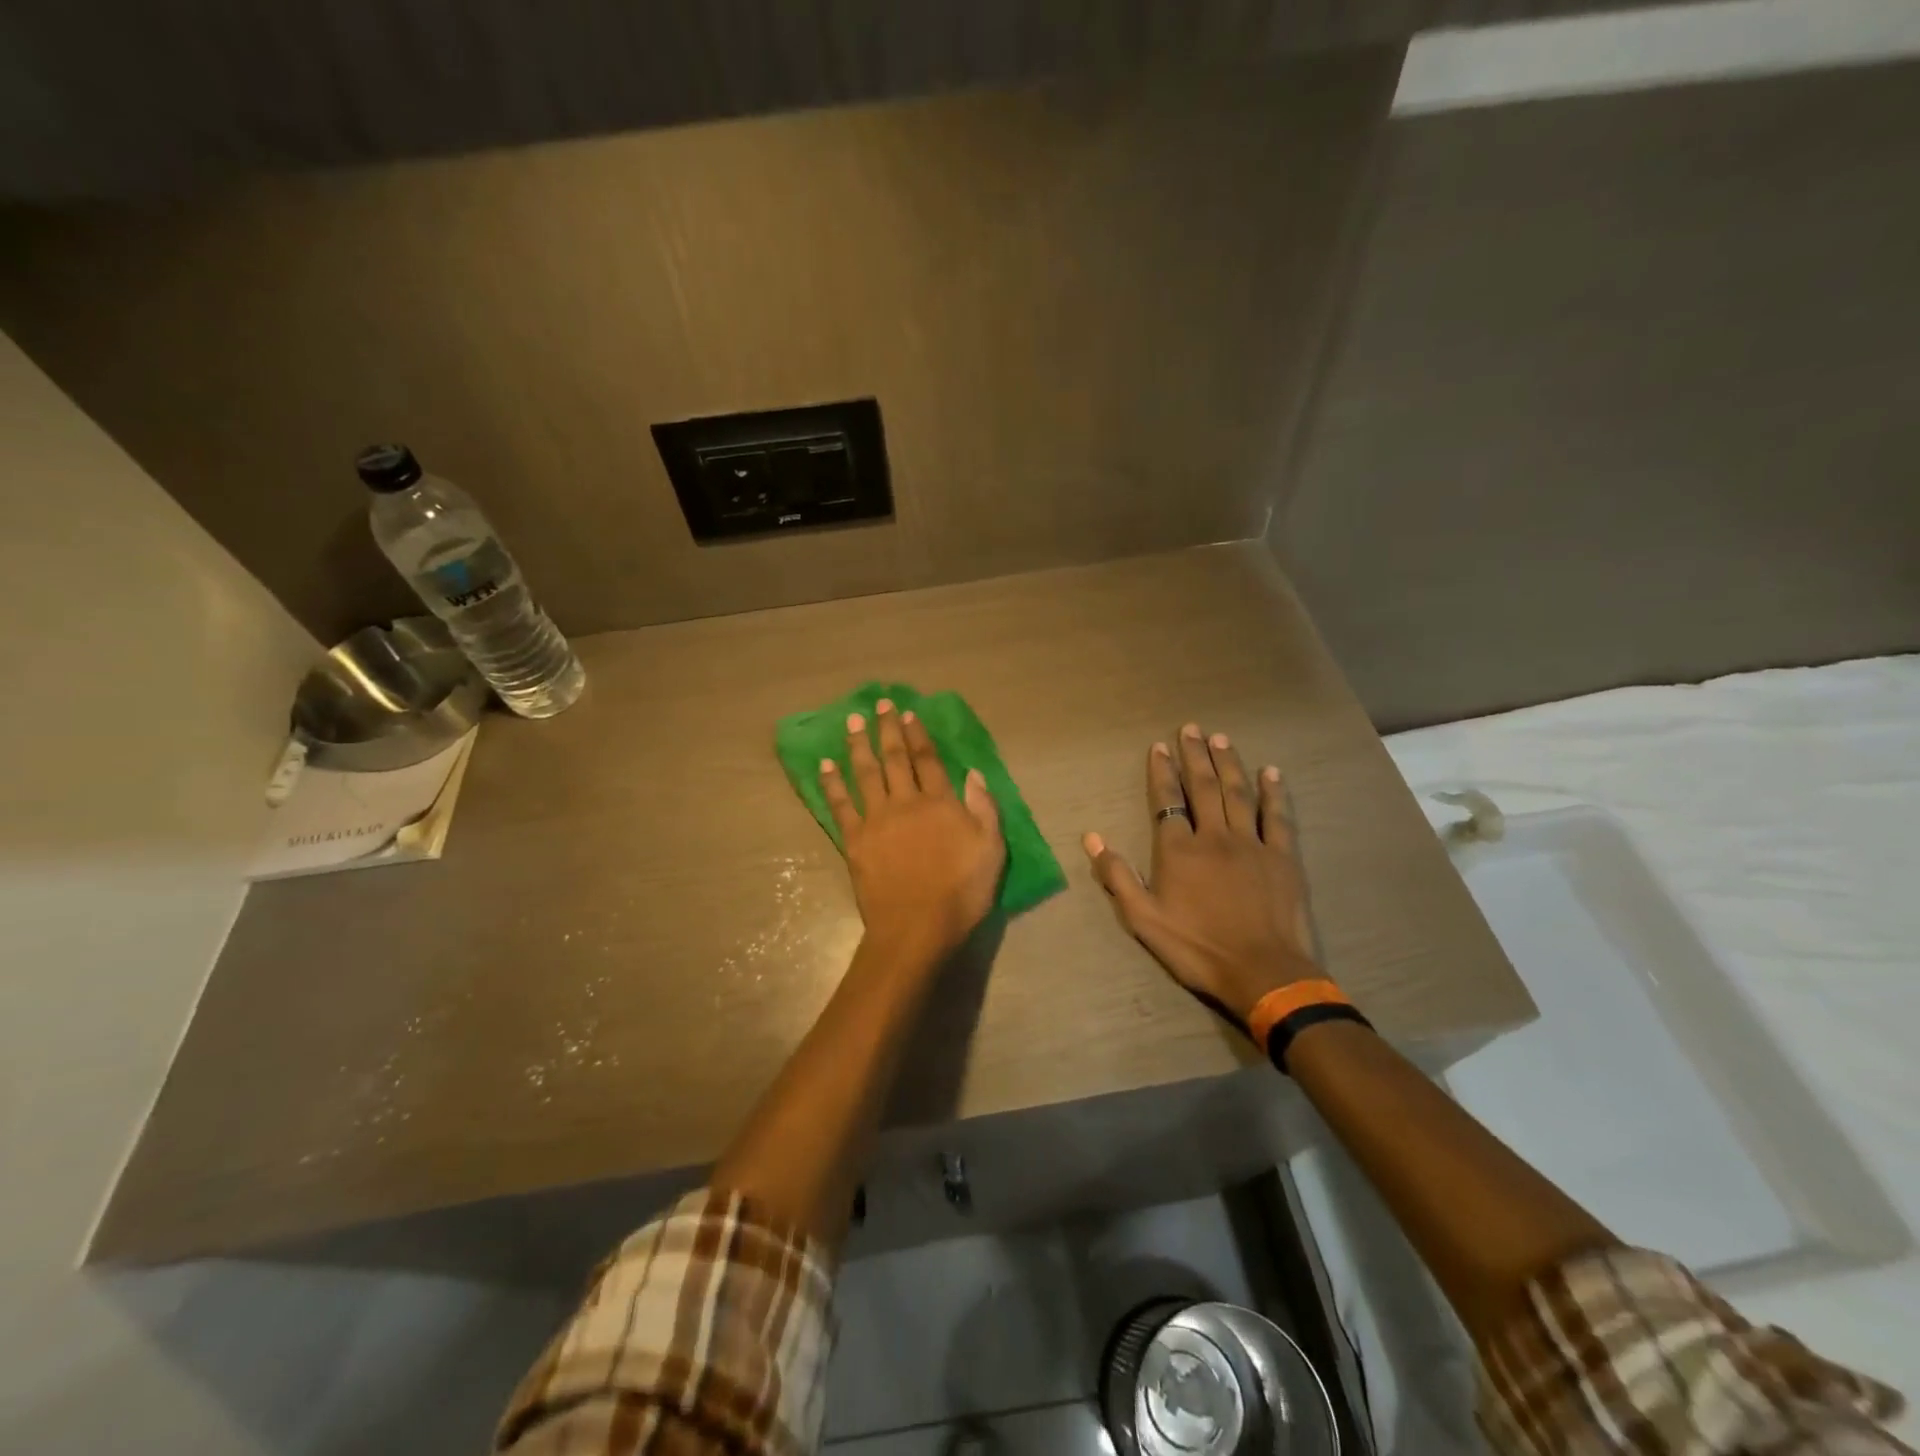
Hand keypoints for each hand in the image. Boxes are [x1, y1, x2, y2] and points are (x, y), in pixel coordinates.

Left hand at [821, 698, 1005, 956]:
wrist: (916, 928)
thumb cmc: (961, 893)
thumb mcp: (992, 850)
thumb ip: (984, 809)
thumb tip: (973, 774)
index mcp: (940, 803)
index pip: (928, 760)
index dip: (918, 735)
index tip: (909, 714)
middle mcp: (906, 802)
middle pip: (895, 759)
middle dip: (887, 730)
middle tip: (879, 705)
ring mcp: (876, 819)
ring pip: (865, 773)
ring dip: (858, 745)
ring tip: (852, 722)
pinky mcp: (854, 840)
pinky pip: (840, 804)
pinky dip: (831, 783)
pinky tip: (824, 764)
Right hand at [1082, 723, 1319, 1025]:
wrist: (1263, 972)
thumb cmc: (1198, 948)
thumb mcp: (1144, 920)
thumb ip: (1118, 876)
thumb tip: (1091, 837)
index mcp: (1179, 850)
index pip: (1167, 801)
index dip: (1162, 772)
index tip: (1159, 747)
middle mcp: (1214, 836)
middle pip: (1203, 787)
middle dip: (1195, 756)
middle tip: (1191, 728)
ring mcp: (1252, 844)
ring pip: (1238, 793)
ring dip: (1228, 763)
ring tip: (1220, 738)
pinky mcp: (1283, 857)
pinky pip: (1278, 817)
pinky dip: (1274, 792)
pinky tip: (1271, 772)